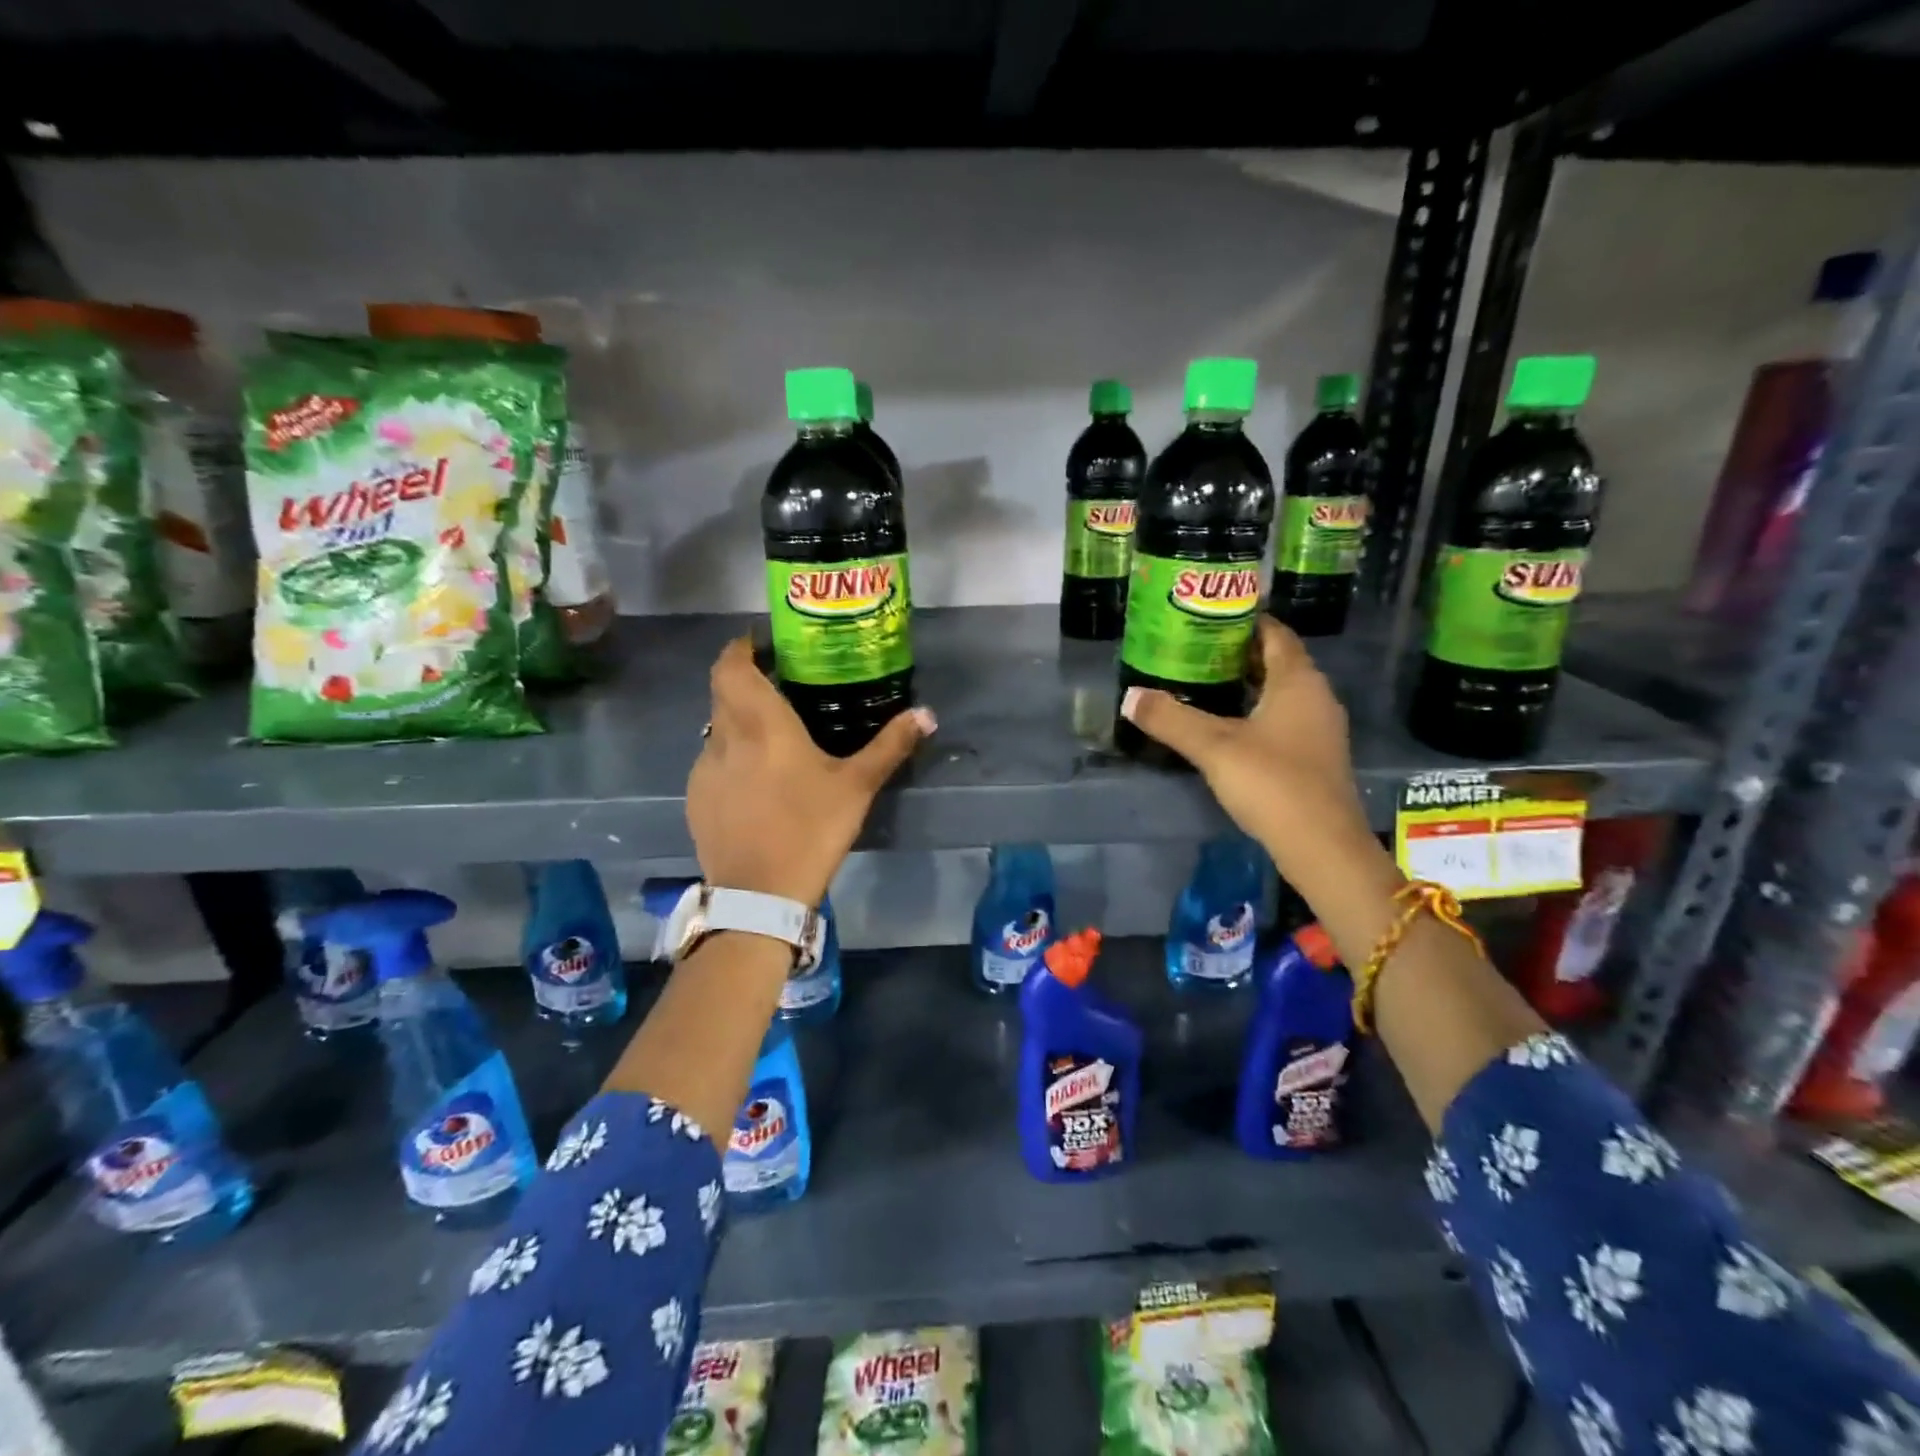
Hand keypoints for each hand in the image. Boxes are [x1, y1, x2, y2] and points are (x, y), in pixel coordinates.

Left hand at [686, 637, 934, 905]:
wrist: (760, 894)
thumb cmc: (811, 828)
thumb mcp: (857, 786)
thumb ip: (890, 745)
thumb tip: (927, 714)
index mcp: (761, 723)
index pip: (731, 665)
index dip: (741, 647)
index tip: (762, 644)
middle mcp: (724, 736)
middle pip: (722, 691)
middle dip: (745, 681)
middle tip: (780, 686)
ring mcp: (704, 769)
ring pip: (717, 728)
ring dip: (739, 722)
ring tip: (772, 739)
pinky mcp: (696, 799)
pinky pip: (712, 763)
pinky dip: (731, 758)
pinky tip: (757, 784)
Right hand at [1120, 618, 1379, 890]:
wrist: (1322, 846)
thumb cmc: (1272, 783)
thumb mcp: (1213, 747)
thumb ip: (1170, 719)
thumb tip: (1129, 696)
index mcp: (1298, 681)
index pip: (1274, 633)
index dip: (1244, 620)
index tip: (1207, 617)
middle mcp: (1316, 696)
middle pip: (1277, 661)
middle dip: (1238, 653)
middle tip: (1194, 650)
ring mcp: (1320, 728)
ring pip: (1281, 692)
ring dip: (1248, 684)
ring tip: (1203, 684)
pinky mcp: (1315, 756)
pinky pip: (1284, 718)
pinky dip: (1257, 712)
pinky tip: (1228, 727)